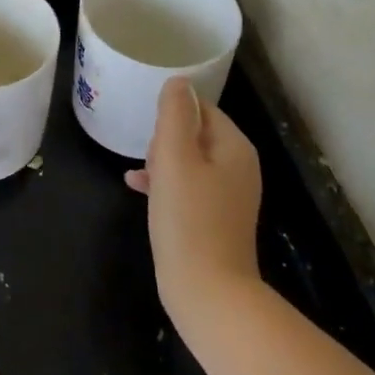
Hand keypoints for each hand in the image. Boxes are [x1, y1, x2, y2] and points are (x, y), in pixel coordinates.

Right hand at [124, 77, 262, 318]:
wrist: (207, 291)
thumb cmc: (188, 219)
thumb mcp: (175, 159)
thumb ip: (175, 115)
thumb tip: (178, 82)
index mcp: (235, 147)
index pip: (202, 108)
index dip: (172, 115)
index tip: (150, 132)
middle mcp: (238, 167)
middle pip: (195, 133)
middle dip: (166, 139)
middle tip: (147, 156)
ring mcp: (228, 196)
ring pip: (188, 161)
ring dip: (161, 161)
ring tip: (139, 172)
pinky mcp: (214, 219)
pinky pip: (187, 188)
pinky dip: (165, 184)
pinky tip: (136, 187)